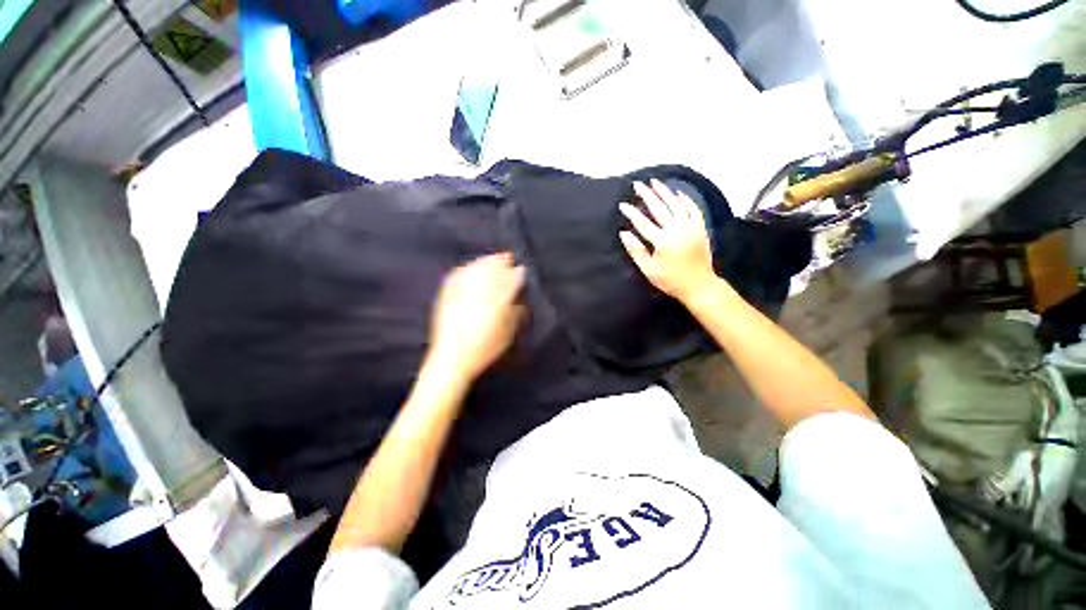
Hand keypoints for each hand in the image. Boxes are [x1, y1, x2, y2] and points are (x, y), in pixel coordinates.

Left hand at [426, 253, 525, 381]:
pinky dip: (467, 268)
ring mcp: (462, 291)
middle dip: (502, 262)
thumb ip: (516, 312)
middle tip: (508, 260)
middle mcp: (480, 291)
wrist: (452, 358)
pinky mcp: (447, 294)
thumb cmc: (485, 348)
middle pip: (493, 267)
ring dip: (486, 262)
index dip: (517, 273)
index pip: (511, 279)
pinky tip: (470, 267)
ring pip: (476, 267)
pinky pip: (459, 274)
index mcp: (498, 300)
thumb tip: (519, 299)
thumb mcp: (508, 333)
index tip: (521, 270)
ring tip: (492, 260)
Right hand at [619, 180, 717, 303]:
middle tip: (637, 184)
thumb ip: (636, 250)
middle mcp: (677, 229)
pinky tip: (678, 193)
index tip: (622, 204)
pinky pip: (693, 209)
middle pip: (659, 208)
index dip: (631, 212)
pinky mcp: (700, 228)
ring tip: (655, 182)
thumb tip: (624, 233)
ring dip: (664, 192)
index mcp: (662, 240)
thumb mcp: (649, 269)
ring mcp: (690, 227)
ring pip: (676, 204)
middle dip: (647, 195)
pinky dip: (685, 200)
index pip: (642, 222)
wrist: (699, 285)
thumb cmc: (670, 280)